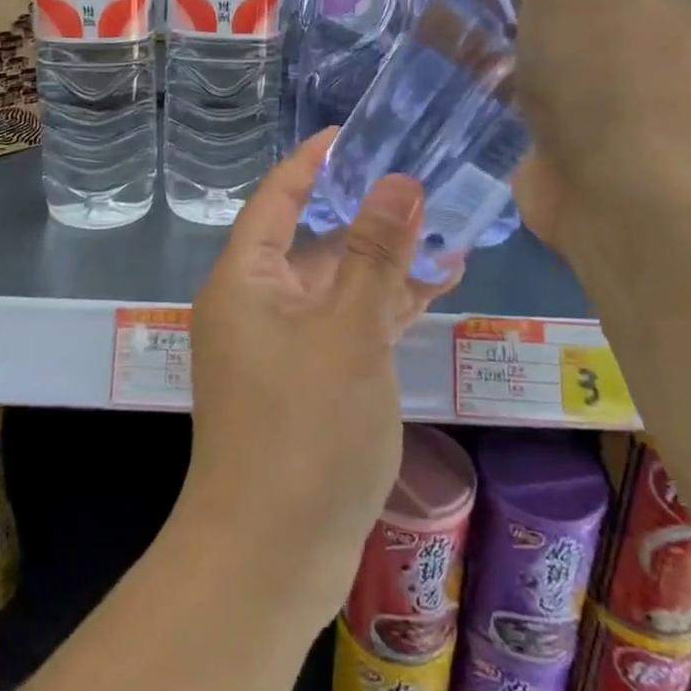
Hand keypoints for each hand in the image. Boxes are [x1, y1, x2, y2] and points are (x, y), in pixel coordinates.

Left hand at [178, 131, 458, 633]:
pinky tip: (431, 289)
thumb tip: (399, 181)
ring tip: (445, 230)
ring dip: (383, 263)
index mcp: (246, 279)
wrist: (271, 557)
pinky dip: (381, 308)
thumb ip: (374, 254)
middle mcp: (256, 304)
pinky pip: (344, 325)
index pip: (277, 198)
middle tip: (421, 181)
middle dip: (364, 214)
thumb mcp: (349, 332)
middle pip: (311, 240)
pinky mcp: (305, 382)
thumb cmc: (305, 430)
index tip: (354, 133)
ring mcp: (280, 346)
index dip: (313, 162)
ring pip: (335, 285)